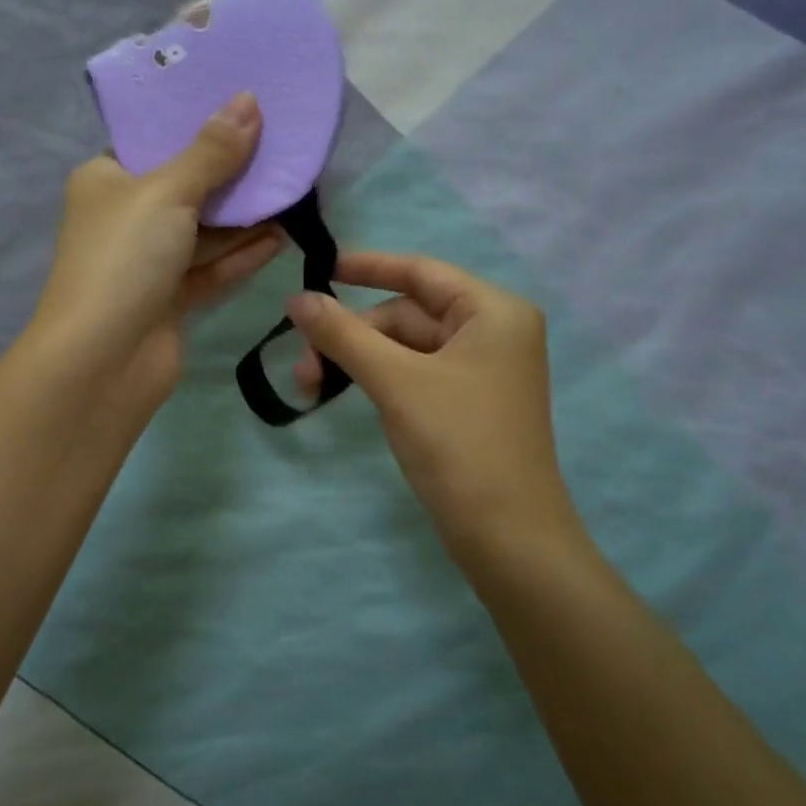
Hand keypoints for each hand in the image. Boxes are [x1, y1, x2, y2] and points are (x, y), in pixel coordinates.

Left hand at [33, 93, 284, 406]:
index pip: (153, 142)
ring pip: (202, 231)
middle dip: (230, 174)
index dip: (195, 124)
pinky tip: (279, 238)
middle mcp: (124, 218)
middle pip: (185, 186)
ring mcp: (147, 263)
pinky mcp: (169, 300)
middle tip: (281, 149)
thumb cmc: (125, 257)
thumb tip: (249, 101)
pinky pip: (210, 269)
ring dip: (244, 218)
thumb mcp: (167, 192)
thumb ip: (212, 152)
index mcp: (106, 180)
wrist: (102, 360)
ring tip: (292, 193)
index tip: (243, 105)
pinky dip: (240, 255)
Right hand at [286, 252, 586, 570]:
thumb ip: (343, 334)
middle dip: (352, 334)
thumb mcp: (395, 381)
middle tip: (303, 363)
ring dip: (358, 360)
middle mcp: (493, 333)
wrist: (508, 538)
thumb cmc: (459, 444)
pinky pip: (415, 375)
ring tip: (311, 386)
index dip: (368, 267)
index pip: (422, 272)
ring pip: (406, 348)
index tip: (320, 267)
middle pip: (408, 314)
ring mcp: (481, 372)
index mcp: (493, 312)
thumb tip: (296, 298)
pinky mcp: (467, 405)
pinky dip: (379, 379)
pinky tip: (347, 393)